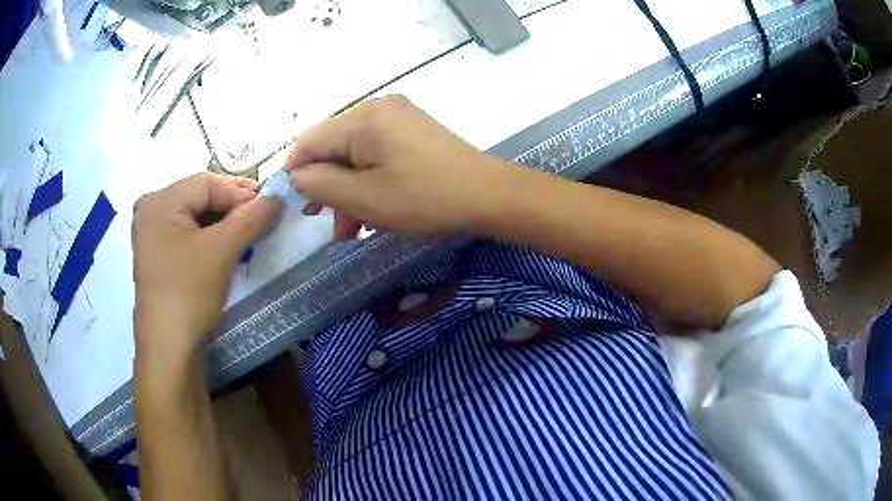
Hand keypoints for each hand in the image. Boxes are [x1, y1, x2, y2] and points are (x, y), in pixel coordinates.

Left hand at [132, 173, 280, 362]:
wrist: (170, 349)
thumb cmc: (189, 292)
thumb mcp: (222, 250)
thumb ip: (252, 217)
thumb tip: (278, 196)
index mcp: (159, 201)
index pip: (207, 182)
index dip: (240, 192)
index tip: (270, 206)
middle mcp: (151, 211)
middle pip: (199, 197)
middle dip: (232, 209)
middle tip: (262, 220)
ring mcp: (152, 235)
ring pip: (195, 217)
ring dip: (223, 224)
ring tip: (248, 236)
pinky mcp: (158, 256)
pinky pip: (187, 235)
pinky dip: (209, 238)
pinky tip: (227, 249)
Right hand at [284, 95, 510, 238]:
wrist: (488, 195)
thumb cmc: (425, 198)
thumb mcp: (363, 197)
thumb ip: (320, 184)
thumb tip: (297, 176)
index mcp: (363, 118)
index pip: (309, 140)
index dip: (294, 171)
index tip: (293, 203)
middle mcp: (378, 109)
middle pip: (333, 147)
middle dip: (327, 187)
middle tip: (329, 225)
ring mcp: (398, 118)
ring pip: (354, 154)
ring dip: (348, 190)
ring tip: (351, 229)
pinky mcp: (412, 131)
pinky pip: (376, 153)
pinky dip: (368, 180)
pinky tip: (371, 210)